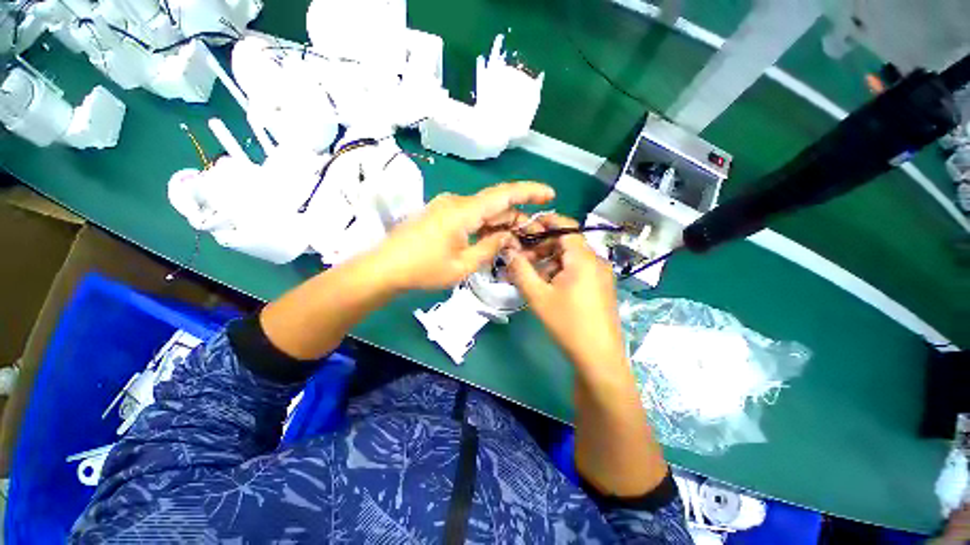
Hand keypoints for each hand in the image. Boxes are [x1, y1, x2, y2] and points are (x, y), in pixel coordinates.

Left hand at [374, 182, 554, 291]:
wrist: (384, 268)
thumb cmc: (423, 269)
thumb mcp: (462, 265)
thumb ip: (489, 247)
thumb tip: (507, 236)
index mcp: (463, 211)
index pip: (504, 194)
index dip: (529, 191)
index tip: (550, 193)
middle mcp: (456, 202)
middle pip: (495, 203)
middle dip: (517, 217)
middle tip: (533, 234)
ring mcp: (446, 207)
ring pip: (483, 210)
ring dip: (500, 223)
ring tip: (516, 240)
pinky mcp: (440, 215)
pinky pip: (470, 216)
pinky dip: (484, 226)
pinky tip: (493, 239)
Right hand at [505, 214, 626, 373]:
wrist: (599, 357)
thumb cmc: (567, 324)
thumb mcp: (538, 296)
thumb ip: (520, 270)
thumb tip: (508, 250)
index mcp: (583, 259)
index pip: (566, 227)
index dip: (545, 222)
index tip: (526, 226)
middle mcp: (596, 261)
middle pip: (567, 243)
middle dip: (543, 245)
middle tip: (522, 255)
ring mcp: (600, 275)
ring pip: (571, 258)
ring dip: (550, 260)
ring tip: (530, 272)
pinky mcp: (600, 287)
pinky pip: (578, 270)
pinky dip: (561, 270)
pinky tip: (547, 284)